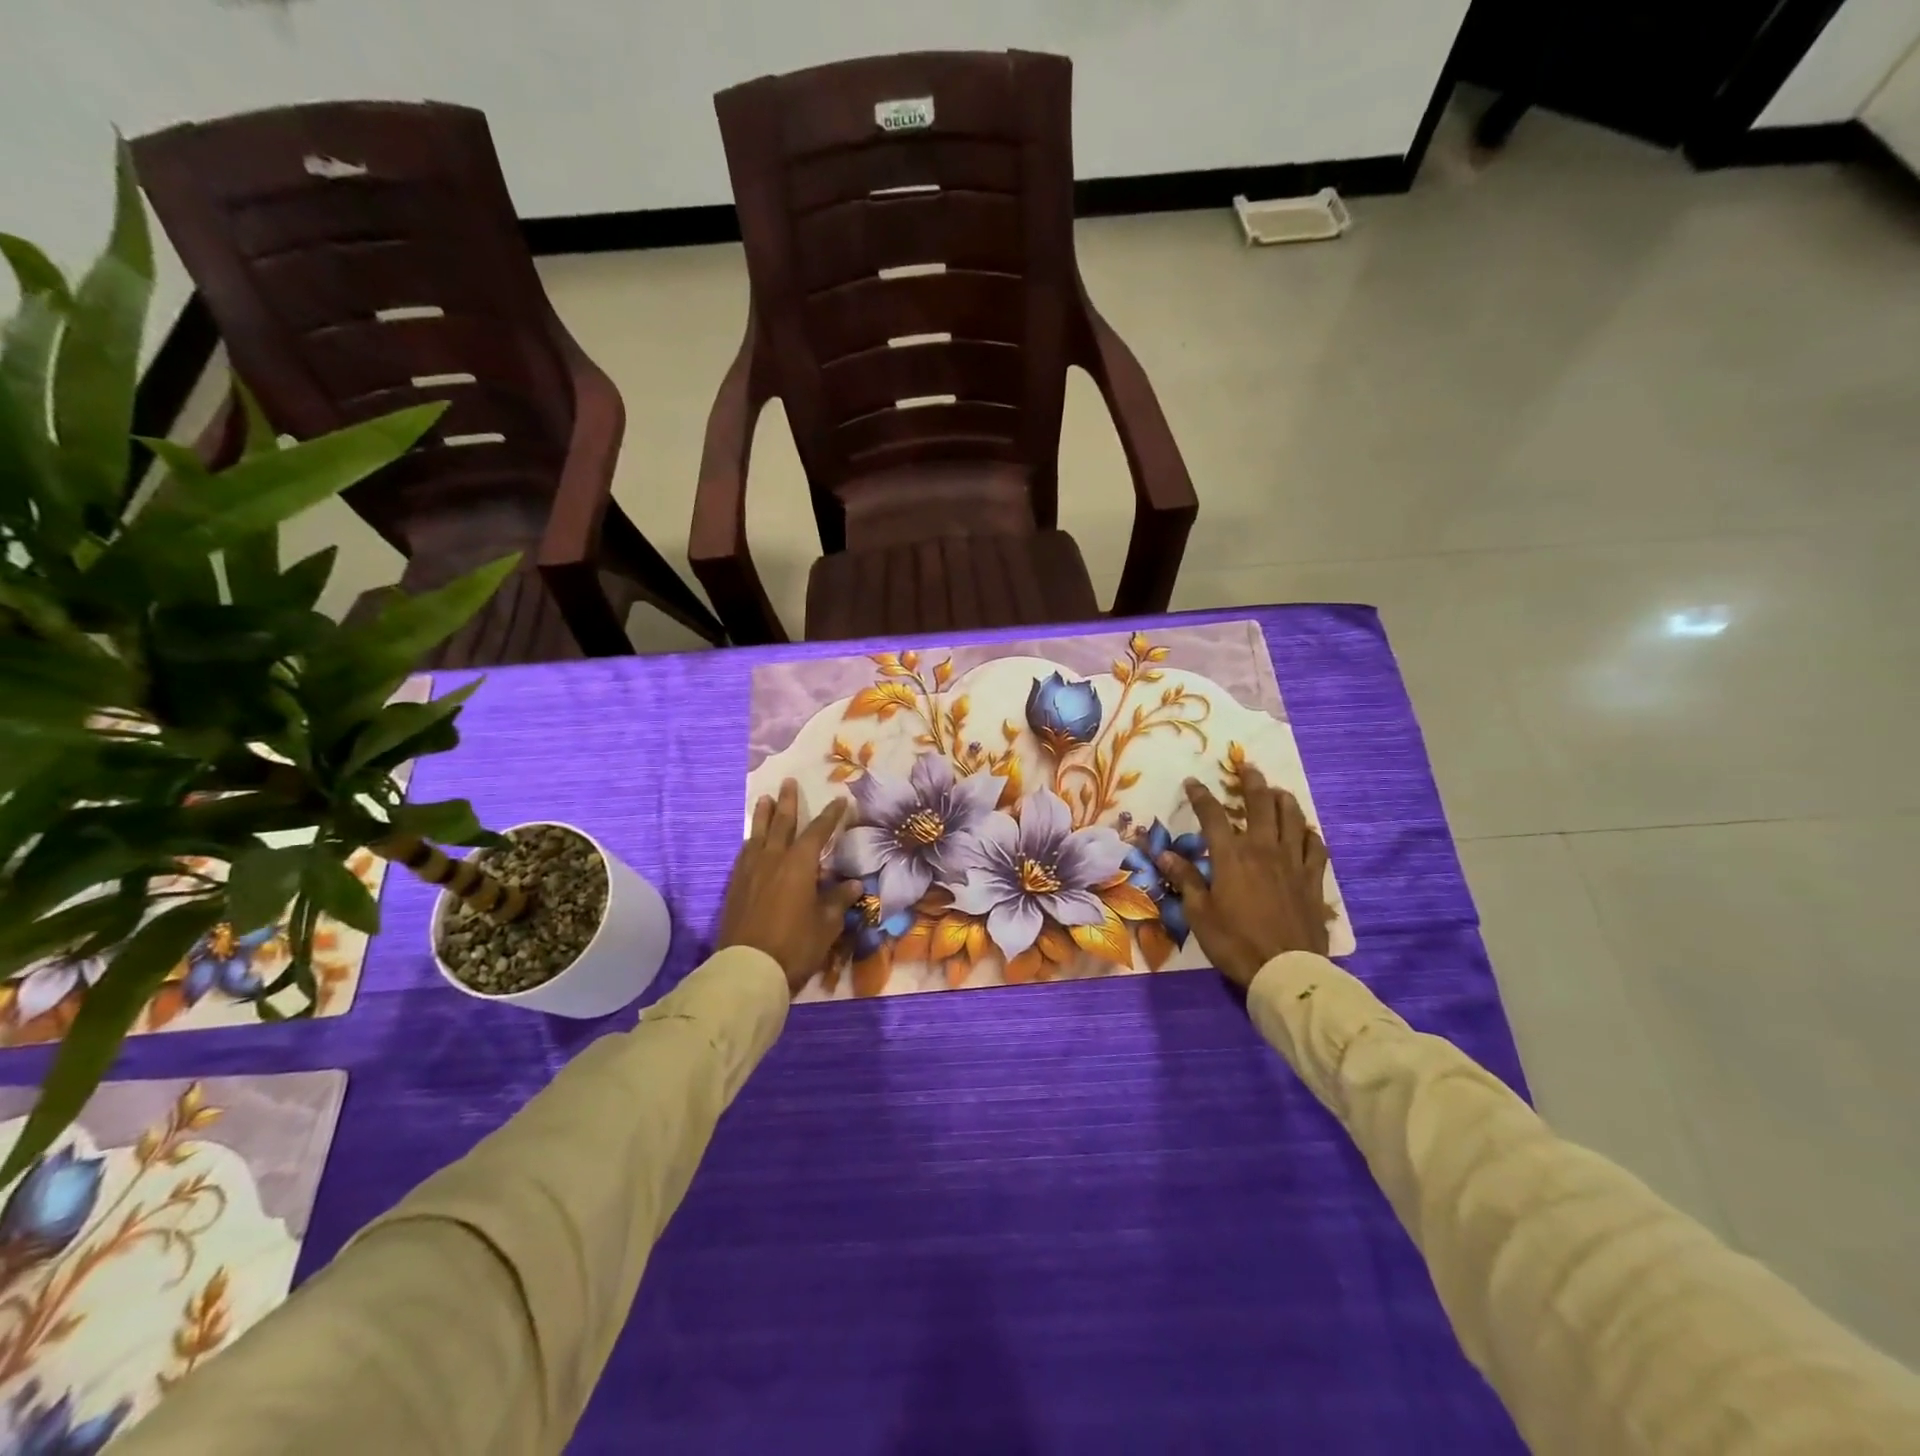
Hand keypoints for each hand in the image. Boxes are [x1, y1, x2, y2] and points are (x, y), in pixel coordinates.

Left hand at [719, 779, 861, 994]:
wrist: (748, 969)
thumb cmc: (795, 945)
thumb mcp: (827, 924)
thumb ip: (838, 900)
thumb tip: (853, 884)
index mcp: (799, 864)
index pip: (818, 832)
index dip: (830, 816)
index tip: (840, 800)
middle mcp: (773, 859)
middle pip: (781, 823)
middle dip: (788, 802)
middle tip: (788, 782)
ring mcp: (750, 872)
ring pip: (758, 835)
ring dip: (764, 816)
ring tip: (765, 800)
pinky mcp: (735, 887)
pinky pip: (744, 854)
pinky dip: (751, 841)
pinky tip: (751, 842)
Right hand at [1158, 765, 1332, 989]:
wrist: (1286, 969)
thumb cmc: (1234, 942)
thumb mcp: (1199, 913)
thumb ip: (1185, 879)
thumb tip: (1164, 854)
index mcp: (1231, 856)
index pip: (1212, 815)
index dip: (1200, 795)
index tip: (1192, 782)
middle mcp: (1263, 849)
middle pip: (1260, 804)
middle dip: (1251, 781)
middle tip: (1246, 767)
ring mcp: (1293, 862)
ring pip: (1292, 818)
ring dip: (1283, 799)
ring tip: (1276, 791)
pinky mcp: (1313, 879)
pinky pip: (1316, 847)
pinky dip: (1309, 833)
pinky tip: (1305, 831)